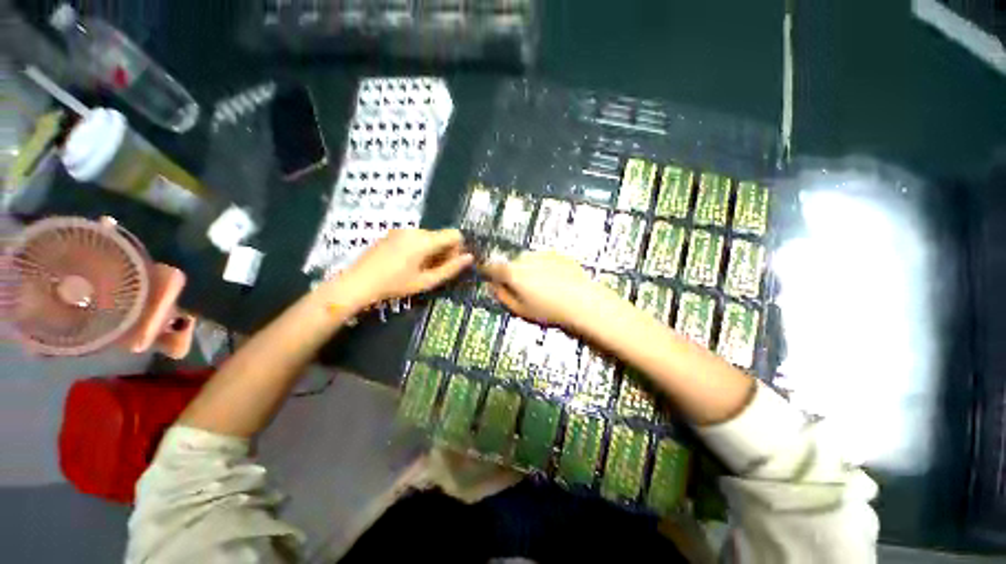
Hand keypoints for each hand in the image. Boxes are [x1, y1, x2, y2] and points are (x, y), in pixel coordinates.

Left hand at [326, 229, 472, 308]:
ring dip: (432, 251)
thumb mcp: (426, 281)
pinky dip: (419, 248)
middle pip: (441, 236)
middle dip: (444, 252)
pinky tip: (407, 264)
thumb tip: (469, 258)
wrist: (358, 282)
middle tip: (434, 272)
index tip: (449, 265)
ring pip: (429, 237)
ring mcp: (402, 230)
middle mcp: (415, 230)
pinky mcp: (392, 234)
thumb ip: (450, 269)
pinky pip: (415, 237)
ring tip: (420, 270)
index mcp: (425, 240)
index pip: (454, 234)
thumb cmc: (395, 284)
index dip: (458, 249)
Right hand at [481, 251, 603, 327]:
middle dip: (513, 274)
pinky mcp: (556, 254)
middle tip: (523, 291)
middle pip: (511, 264)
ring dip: (528, 270)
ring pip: (527, 261)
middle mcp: (525, 259)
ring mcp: (542, 254)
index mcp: (513, 272)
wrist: (583, 302)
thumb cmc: (550, 310)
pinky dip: (543, 268)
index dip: (488, 272)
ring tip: (542, 288)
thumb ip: (501, 296)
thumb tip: (491, 287)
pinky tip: (554, 282)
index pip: (491, 266)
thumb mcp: (520, 309)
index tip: (490, 278)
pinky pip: (543, 260)